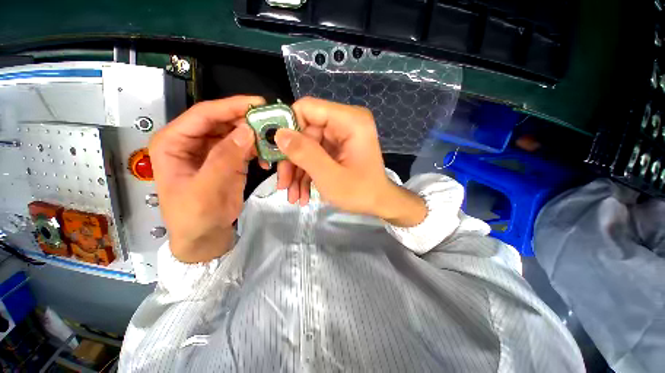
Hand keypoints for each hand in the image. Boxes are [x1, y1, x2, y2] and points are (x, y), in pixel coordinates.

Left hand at [149, 96, 264, 262]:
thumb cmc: (194, 216)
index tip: (258, 103)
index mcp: (174, 142)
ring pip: (236, 133)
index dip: (231, 106)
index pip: (203, 115)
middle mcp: (192, 141)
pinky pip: (245, 148)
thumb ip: (225, 159)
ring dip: (255, 136)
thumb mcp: (206, 189)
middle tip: (271, 123)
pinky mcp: (228, 161)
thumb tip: (248, 131)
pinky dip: (257, 150)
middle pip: (222, 121)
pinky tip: (266, 159)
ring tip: (272, 142)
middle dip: (247, 121)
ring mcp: (213, 151)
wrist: (205, 236)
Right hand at [274, 97, 426, 226]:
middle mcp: (345, 122)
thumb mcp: (329, 177)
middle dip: (292, 160)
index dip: (287, 127)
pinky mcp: (338, 148)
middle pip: (305, 131)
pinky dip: (307, 173)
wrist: (380, 203)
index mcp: (350, 121)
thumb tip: (278, 134)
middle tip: (283, 185)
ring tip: (293, 196)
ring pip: (307, 146)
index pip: (308, 108)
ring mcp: (341, 136)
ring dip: (297, 171)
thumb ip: (305, 154)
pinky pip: (315, 154)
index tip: (275, 152)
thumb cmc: (361, 192)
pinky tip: (302, 193)